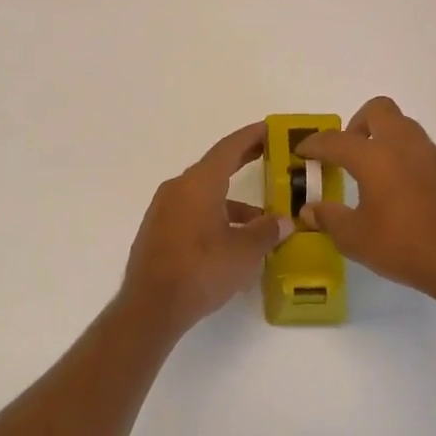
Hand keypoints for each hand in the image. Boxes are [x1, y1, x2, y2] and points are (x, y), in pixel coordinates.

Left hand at [119, 122, 293, 338]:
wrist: (151, 307)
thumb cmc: (201, 271)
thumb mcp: (244, 252)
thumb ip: (266, 232)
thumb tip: (284, 221)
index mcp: (198, 184)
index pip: (228, 148)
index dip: (251, 136)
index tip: (270, 128)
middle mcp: (178, 189)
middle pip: (215, 167)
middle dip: (243, 161)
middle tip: (270, 155)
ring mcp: (164, 210)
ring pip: (205, 194)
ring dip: (232, 200)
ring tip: (262, 218)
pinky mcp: (158, 231)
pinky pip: (192, 211)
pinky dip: (215, 216)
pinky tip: (233, 240)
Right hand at [296, 97, 435, 309]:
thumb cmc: (404, 248)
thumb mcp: (355, 239)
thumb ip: (329, 219)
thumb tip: (310, 210)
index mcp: (375, 158)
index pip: (335, 140)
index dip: (314, 144)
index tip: (303, 152)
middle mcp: (406, 146)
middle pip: (379, 110)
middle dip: (358, 123)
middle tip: (350, 152)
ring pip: (407, 129)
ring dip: (388, 141)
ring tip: (380, 174)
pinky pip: (428, 154)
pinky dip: (413, 163)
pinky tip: (412, 195)